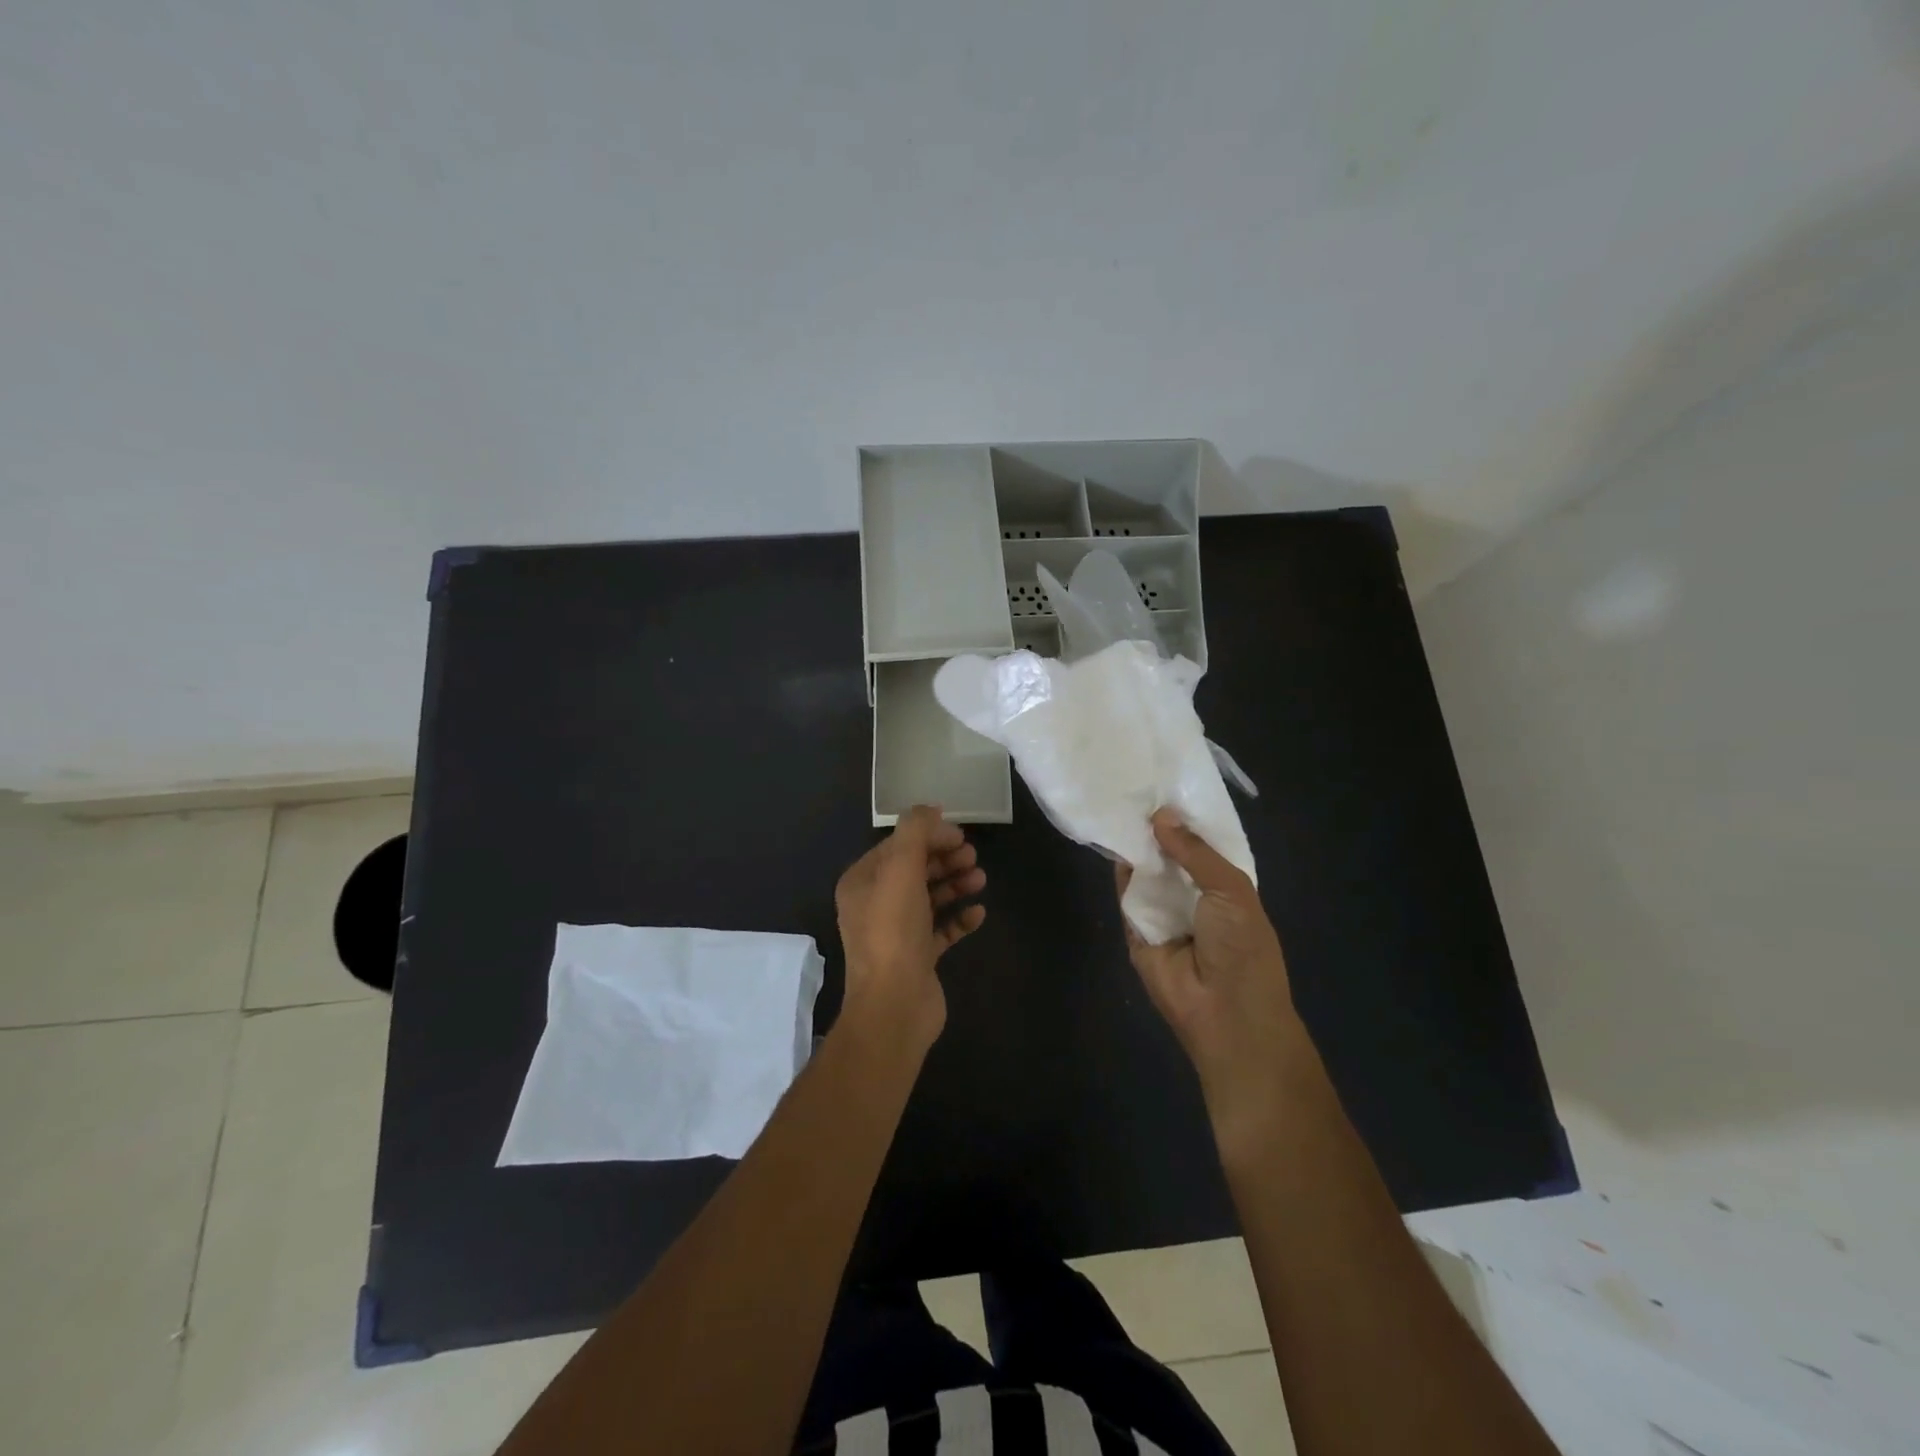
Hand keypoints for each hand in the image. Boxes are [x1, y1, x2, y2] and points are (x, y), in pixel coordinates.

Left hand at [835, 805, 985, 1049]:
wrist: (895, 1005)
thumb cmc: (894, 930)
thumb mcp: (901, 868)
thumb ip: (915, 831)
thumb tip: (930, 809)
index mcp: (862, 883)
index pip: (896, 846)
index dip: (928, 836)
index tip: (960, 835)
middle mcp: (875, 905)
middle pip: (914, 870)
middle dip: (943, 858)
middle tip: (972, 856)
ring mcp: (896, 934)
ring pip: (929, 898)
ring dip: (954, 884)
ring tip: (979, 879)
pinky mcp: (918, 958)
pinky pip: (941, 930)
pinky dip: (959, 918)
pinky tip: (978, 913)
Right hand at [1118, 810, 1309, 1155]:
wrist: (1224, 1013)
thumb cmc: (1243, 949)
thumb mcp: (1232, 889)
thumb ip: (1195, 851)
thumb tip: (1160, 815)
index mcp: (1224, 886)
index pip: (1202, 845)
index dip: (1186, 818)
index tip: (1164, 781)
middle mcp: (1192, 895)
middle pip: (1169, 854)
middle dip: (1155, 827)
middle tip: (1132, 783)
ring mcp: (1162, 912)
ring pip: (1145, 870)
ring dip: (1134, 844)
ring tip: (1113, 799)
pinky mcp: (1134, 929)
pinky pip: (1125, 895)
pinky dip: (1117, 871)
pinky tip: (1106, 837)